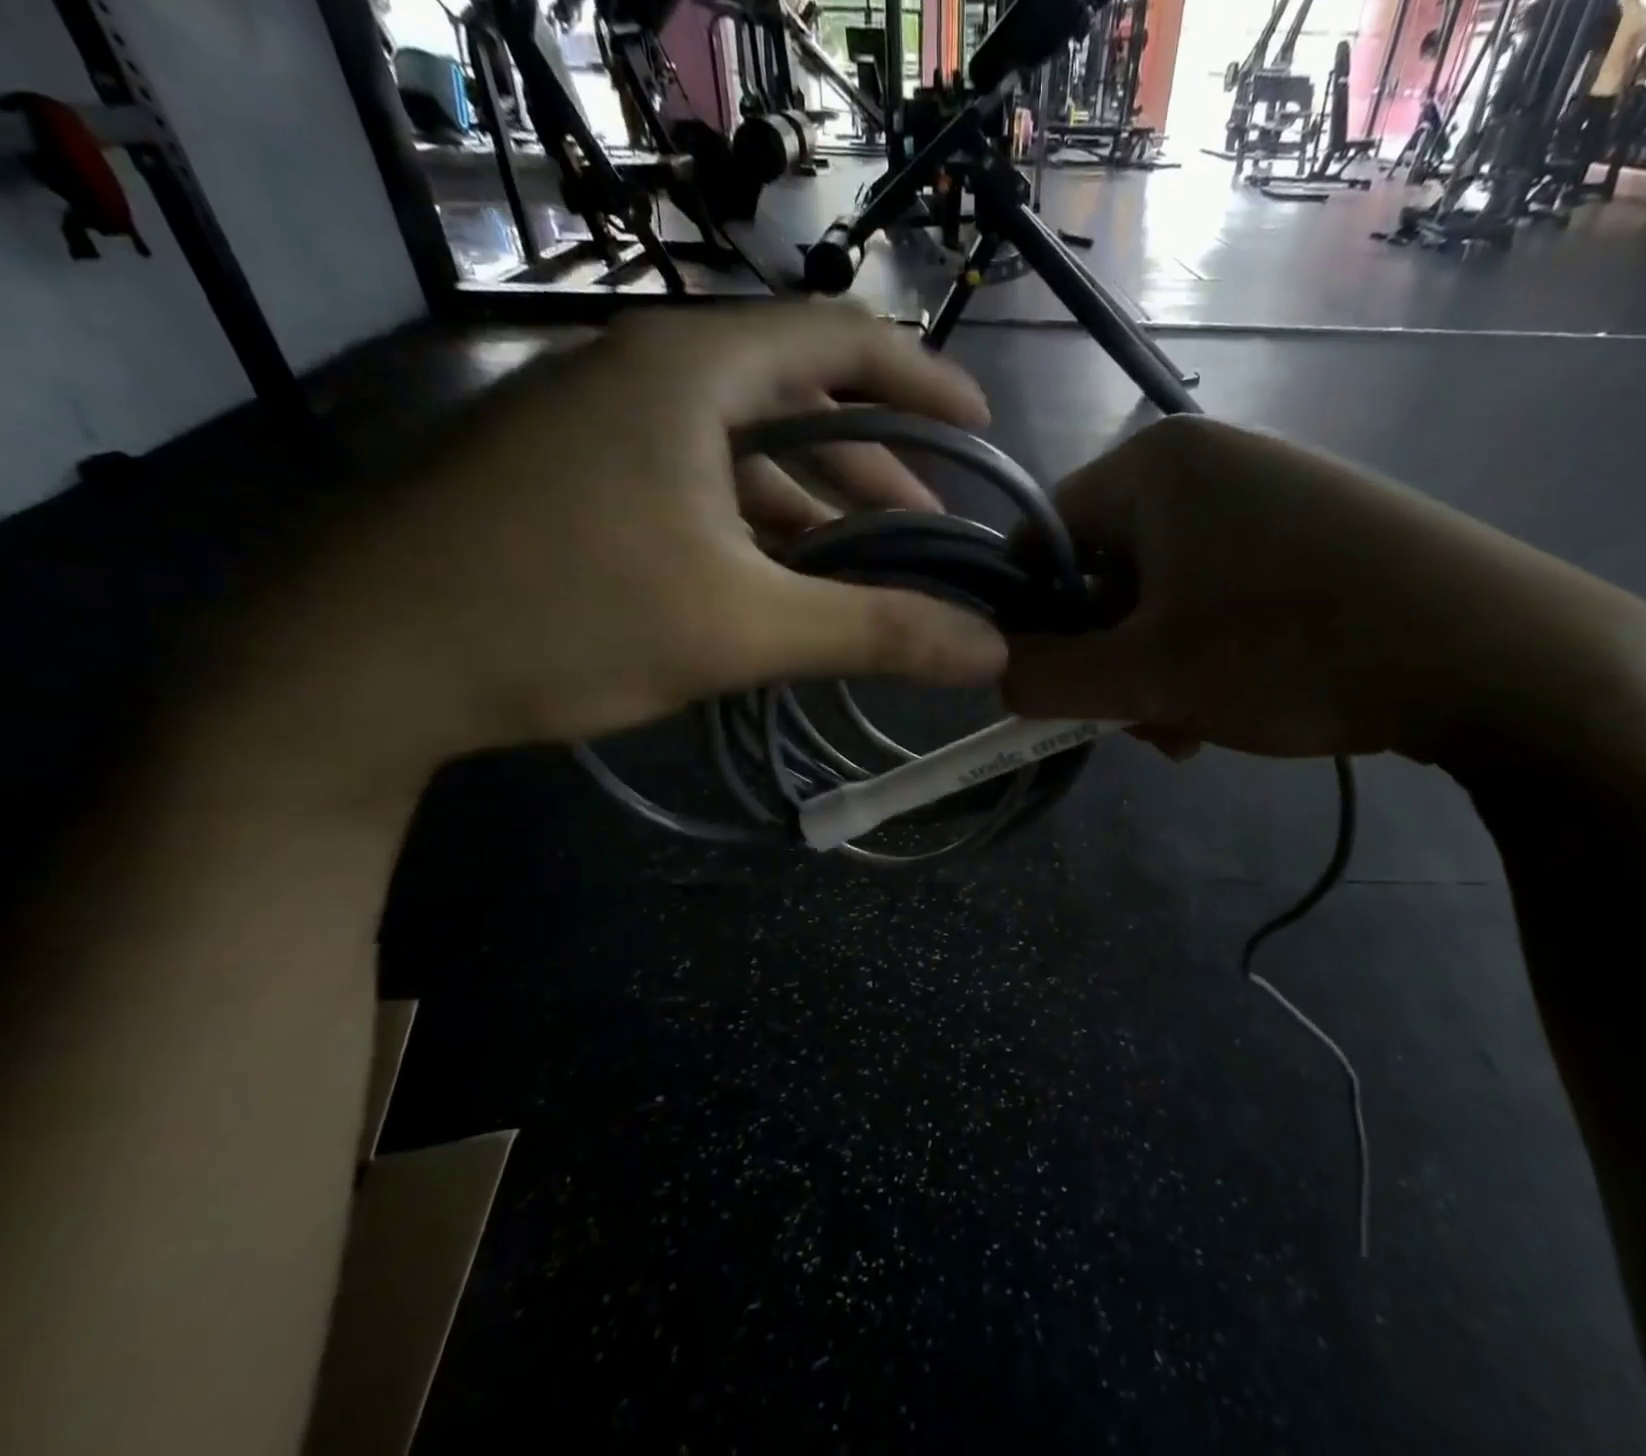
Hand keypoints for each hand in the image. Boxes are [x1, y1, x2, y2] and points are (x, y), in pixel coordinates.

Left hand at [207, 304, 1008, 785]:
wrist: (347, 663)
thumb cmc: (560, 616)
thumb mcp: (741, 628)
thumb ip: (876, 632)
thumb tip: (990, 650)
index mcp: (690, 371)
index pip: (840, 339)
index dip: (923, 380)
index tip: (978, 429)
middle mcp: (641, 373)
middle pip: (794, 400)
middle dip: (874, 467)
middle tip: (929, 529)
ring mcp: (592, 424)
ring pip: (739, 453)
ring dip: (810, 508)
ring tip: (862, 570)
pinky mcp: (563, 478)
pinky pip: (689, 486)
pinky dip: (747, 529)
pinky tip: (771, 585)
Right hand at [1001, 415, 1645, 766]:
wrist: (1500, 655)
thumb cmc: (1294, 650)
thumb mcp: (1147, 677)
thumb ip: (1045, 677)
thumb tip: (992, 670)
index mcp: (1152, 466)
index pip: (1041, 540)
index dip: (1030, 621)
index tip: (1048, 689)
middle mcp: (1205, 462)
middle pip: (1105, 571)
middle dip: (1107, 658)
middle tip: (1135, 724)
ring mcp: (1265, 493)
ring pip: (1163, 593)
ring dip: (1156, 668)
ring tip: (1188, 729)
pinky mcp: (1310, 532)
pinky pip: (1220, 593)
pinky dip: (1207, 652)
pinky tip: (1233, 704)